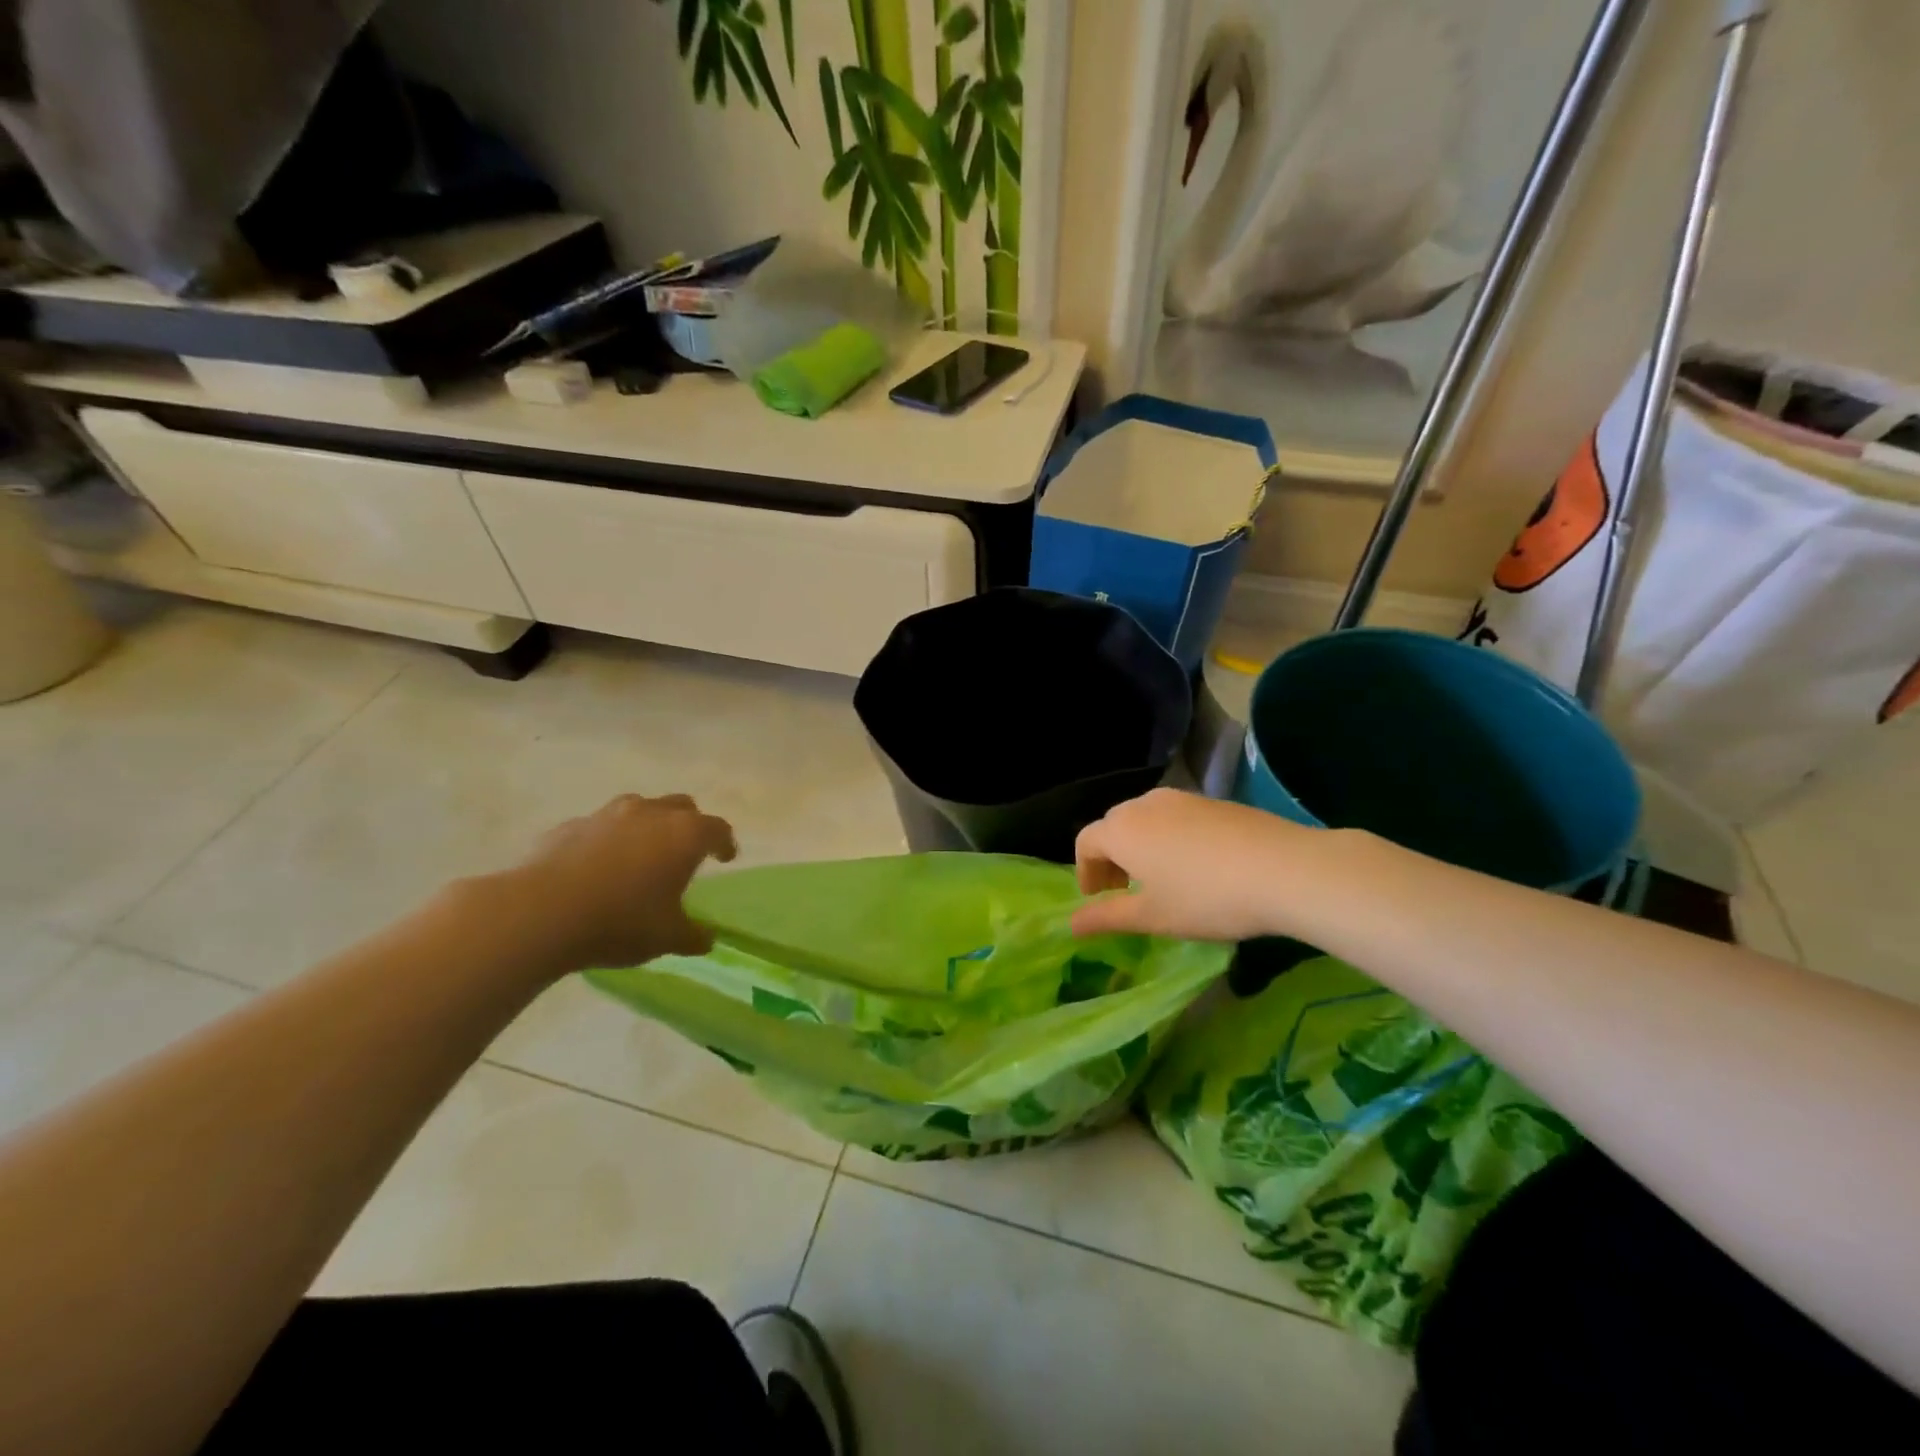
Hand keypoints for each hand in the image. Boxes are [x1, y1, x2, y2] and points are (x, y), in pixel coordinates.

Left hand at [492, 793, 737, 972]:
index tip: (726, 858)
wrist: (540, 913)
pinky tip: (597, 866)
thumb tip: (706, 938)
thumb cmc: (620, 922)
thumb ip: (692, 936)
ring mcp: (607, 815)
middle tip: (686, 851)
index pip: (718, 829)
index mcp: (685, 835)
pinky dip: (607, 839)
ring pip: (639, 808)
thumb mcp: (666, 938)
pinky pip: (599, 826)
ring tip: (641, 853)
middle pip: (682, 807)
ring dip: (648, 825)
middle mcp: (651, 814)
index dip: (725, 843)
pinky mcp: (570, 825)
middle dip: (690, 825)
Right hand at [1071, 788, 1327, 941]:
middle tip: (1124, 890)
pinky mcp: (1213, 801)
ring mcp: (1182, 798)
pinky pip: (1175, 816)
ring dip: (1140, 846)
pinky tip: (1197, 866)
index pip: (1086, 842)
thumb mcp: (1153, 917)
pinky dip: (1169, 837)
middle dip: (1111, 857)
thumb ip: (1107, 918)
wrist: (1284, 869)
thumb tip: (1071, 925)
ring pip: (1146, 819)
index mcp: (1122, 830)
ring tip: (1160, 878)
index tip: (1098, 898)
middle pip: (1114, 826)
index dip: (1085, 871)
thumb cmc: (1206, 898)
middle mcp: (1145, 805)